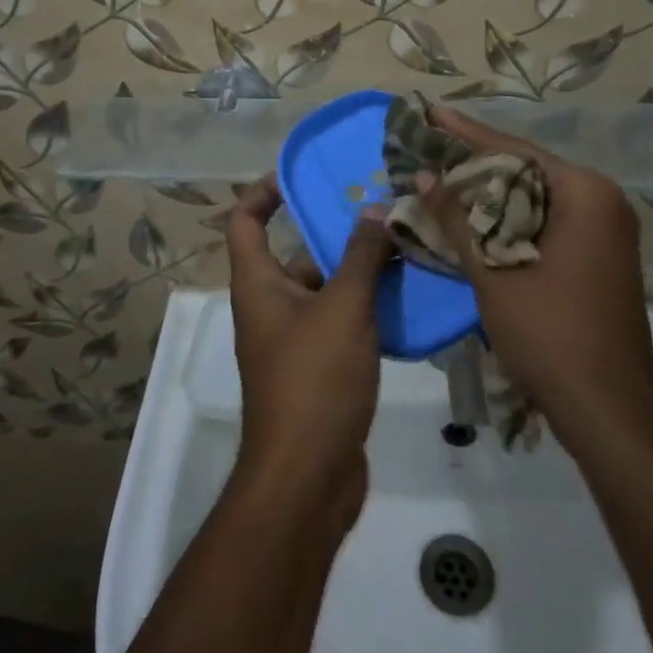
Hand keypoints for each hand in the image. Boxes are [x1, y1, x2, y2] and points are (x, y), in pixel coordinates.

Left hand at [225, 177, 393, 534]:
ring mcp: (293, 339)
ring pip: (325, 288)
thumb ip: (361, 256)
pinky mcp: (318, 368)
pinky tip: (407, 297)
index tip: (302, 174)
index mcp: (258, 283)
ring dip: (359, 270)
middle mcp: (269, 305)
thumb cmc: (314, 379)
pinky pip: (340, 321)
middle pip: (296, 252)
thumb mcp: (343, 308)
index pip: (245, 220)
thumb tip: (376, 208)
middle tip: (381, 209)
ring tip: (405, 246)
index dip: (264, 191)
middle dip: (336, 232)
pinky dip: (366, 307)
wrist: (308, 478)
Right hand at [417, 107, 652, 448]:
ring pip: (535, 196)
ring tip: (443, 175)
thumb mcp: (492, 272)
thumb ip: (457, 218)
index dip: (465, 133)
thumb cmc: (550, 335)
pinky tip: (475, 216)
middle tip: (429, 145)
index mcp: (585, 194)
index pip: (514, 151)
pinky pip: (548, 219)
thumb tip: (424, 175)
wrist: (609, 411)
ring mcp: (606, 229)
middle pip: (526, 169)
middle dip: (476, 161)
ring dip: (491, 191)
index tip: (429, 112)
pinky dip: (511, 216)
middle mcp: (602, 201)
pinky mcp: (601, 254)